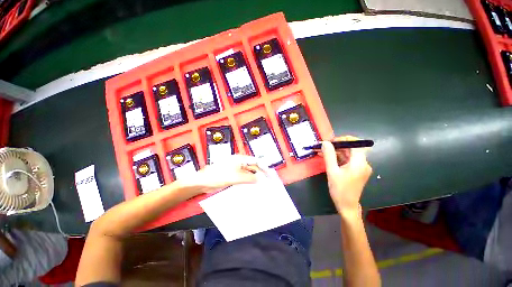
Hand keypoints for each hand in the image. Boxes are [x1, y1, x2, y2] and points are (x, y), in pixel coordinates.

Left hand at [181, 154, 260, 194]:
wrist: (203, 182)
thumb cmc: (218, 175)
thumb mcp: (235, 176)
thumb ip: (249, 177)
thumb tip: (261, 179)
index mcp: (240, 159)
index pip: (255, 161)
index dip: (263, 167)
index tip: (270, 175)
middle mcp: (239, 163)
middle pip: (253, 168)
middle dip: (260, 174)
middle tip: (267, 183)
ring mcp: (236, 170)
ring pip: (249, 174)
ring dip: (255, 179)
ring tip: (262, 186)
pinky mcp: (233, 176)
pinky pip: (244, 179)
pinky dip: (249, 183)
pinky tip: (252, 188)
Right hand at [321, 136, 371, 215]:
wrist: (347, 206)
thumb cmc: (339, 189)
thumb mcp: (332, 171)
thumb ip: (329, 155)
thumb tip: (325, 142)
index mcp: (360, 163)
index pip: (356, 143)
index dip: (344, 139)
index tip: (331, 142)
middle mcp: (363, 163)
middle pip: (352, 148)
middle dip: (337, 146)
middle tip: (323, 147)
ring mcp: (361, 167)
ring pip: (349, 154)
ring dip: (336, 152)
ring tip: (322, 152)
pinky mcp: (357, 171)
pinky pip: (348, 160)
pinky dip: (338, 158)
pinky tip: (328, 158)